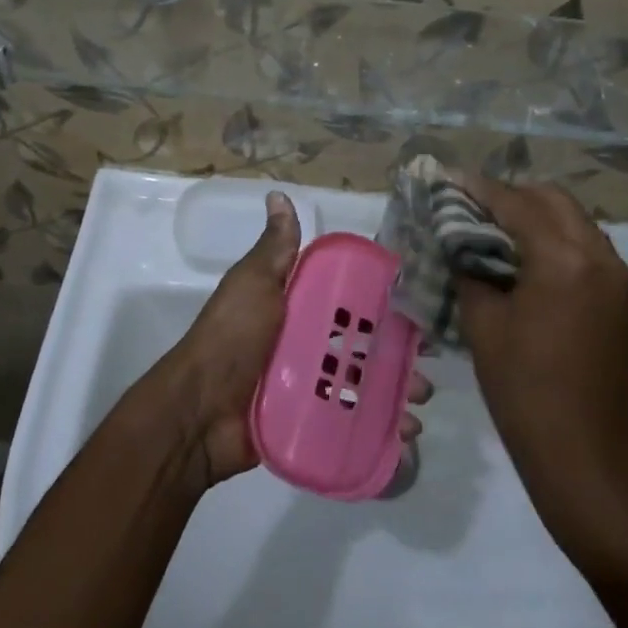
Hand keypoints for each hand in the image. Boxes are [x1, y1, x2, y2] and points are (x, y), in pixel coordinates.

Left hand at [156, 191, 432, 489]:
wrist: (199, 412)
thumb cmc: (232, 338)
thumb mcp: (253, 284)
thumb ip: (274, 248)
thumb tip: (278, 194)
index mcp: (298, 307)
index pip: (348, 297)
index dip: (381, 296)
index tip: (418, 297)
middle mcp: (308, 343)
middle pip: (364, 342)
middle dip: (398, 349)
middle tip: (429, 357)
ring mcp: (311, 386)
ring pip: (365, 384)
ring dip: (397, 390)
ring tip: (421, 399)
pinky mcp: (312, 423)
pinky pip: (353, 422)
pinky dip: (381, 428)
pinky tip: (406, 433)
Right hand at [456, 178, 627, 559]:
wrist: (586, 456)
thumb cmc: (524, 389)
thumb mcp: (483, 323)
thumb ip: (471, 270)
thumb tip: (462, 244)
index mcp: (565, 260)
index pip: (518, 205)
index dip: (481, 190)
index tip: (453, 180)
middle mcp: (603, 259)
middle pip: (556, 202)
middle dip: (516, 196)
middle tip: (478, 206)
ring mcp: (623, 282)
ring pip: (579, 225)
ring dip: (542, 219)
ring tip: (504, 234)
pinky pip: (594, 254)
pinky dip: (564, 245)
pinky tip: (537, 267)